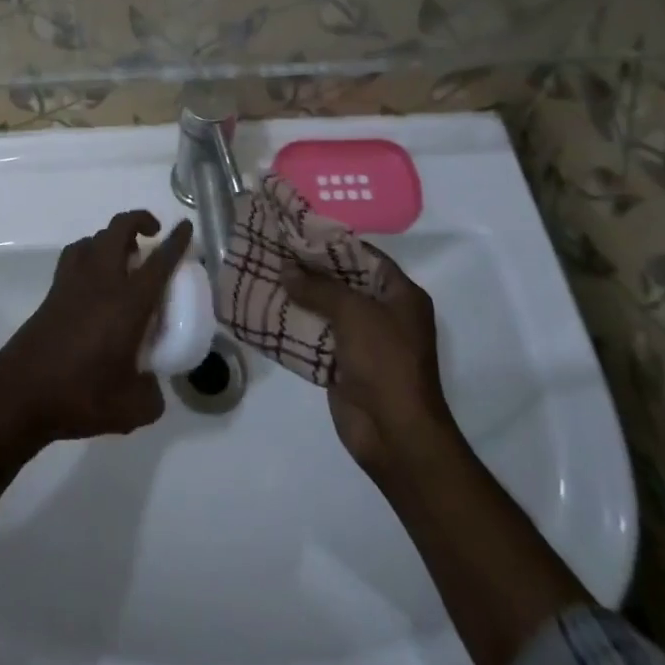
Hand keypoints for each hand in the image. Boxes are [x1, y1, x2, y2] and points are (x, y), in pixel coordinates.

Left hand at [0, 211, 193, 455]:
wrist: (21, 392)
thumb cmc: (80, 395)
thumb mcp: (131, 409)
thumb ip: (151, 395)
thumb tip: (153, 387)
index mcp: (127, 302)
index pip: (159, 261)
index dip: (176, 241)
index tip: (186, 227)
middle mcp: (101, 280)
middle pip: (119, 229)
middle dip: (139, 221)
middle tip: (154, 235)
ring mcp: (73, 281)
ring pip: (94, 238)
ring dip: (113, 237)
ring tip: (125, 257)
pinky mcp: (54, 291)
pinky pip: (76, 255)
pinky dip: (90, 253)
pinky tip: (95, 277)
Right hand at [284, 248, 452, 474]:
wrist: (396, 435)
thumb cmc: (385, 361)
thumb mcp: (354, 312)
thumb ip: (319, 287)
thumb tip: (285, 269)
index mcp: (401, 295)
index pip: (364, 255)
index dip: (332, 241)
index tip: (298, 229)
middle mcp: (384, 313)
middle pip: (342, 281)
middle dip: (309, 268)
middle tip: (274, 248)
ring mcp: (364, 341)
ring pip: (325, 309)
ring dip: (298, 296)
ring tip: (263, 273)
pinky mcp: (344, 365)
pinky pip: (316, 336)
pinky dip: (295, 325)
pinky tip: (266, 309)